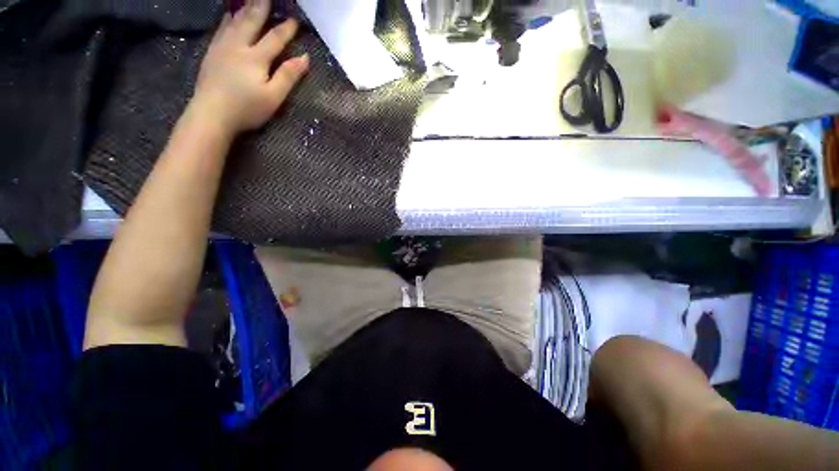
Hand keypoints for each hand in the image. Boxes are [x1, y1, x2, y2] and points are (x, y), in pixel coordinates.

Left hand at [191, 0, 308, 133]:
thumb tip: (305, 58)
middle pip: (252, 21)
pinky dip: (227, 18)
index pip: (275, 38)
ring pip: (235, 21)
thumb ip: (288, 76)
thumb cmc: (247, 108)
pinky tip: (229, 14)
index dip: (286, 29)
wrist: (212, 113)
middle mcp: (239, 45)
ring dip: (245, 8)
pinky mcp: (212, 52)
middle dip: (262, 7)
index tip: (295, 19)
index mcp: (256, 57)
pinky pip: (221, 28)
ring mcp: (222, 47)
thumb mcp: (274, 96)